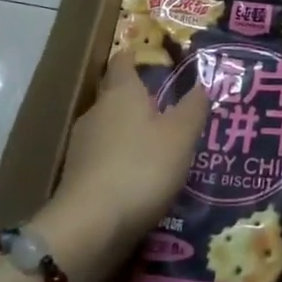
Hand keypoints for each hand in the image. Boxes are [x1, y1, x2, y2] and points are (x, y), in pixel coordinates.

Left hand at [32, 55, 207, 281]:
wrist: (90, 226)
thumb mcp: (181, 136)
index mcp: (120, 93)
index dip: (135, 55)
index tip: (149, 55)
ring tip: (159, 144)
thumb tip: (203, 83)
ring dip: (130, 133)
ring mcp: (82, 147)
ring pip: (109, 128)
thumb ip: (193, 108)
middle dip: (138, 99)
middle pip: (115, 96)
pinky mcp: (78, 178)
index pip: (123, 62)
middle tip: (167, 106)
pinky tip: (141, 178)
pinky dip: (122, 161)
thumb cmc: (141, 167)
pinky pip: (104, 159)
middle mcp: (96, 112)